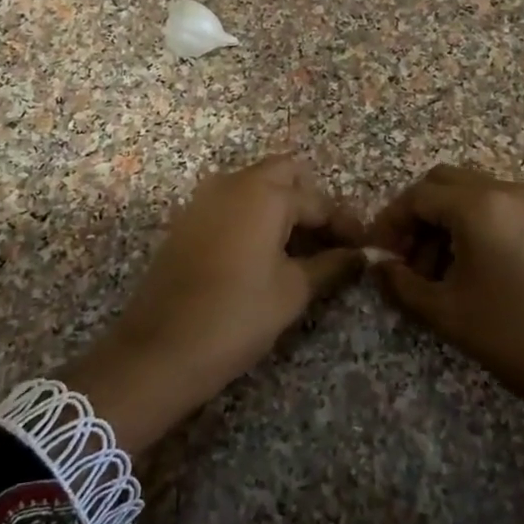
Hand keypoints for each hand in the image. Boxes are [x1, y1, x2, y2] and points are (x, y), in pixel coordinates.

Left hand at [63, 154, 363, 452]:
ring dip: (281, 206)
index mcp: (264, 193)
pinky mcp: (187, 221)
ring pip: (254, 186)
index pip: (317, 200)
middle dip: (311, 201)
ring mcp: (204, 199)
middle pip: (284, 174)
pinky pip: (231, 203)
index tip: (363, 248)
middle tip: (329, 239)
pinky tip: (266, 253)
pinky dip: (254, 216)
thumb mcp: (293, 291)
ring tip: (302, 248)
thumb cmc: (237, 315)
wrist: (160, 348)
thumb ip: (331, 265)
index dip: (344, 225)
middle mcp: (232, 183)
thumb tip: (361, 256)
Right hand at [370, 165, 523, 476]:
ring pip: (474, 194)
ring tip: (438, 274)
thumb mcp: (447, 313)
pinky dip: (476, 226)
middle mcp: (509, 188)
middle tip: (406, 261)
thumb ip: (402, 283)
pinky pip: (501, 208)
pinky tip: (473, 270)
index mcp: (479, 204)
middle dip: (418, 217)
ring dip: (446, 222)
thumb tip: (380, 266)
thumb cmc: (516, 337)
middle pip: (445, 183)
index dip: (391, 221)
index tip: (379, 255)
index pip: (418, 194)